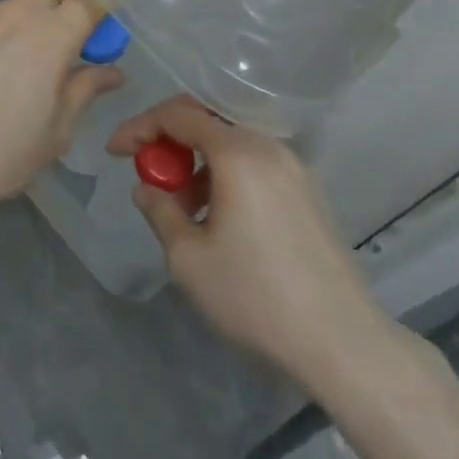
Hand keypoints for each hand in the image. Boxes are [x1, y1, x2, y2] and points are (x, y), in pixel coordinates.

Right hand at [108, 96, 395, 385]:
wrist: (344, 343)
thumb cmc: (257, 296)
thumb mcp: (189, 259)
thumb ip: (160, 212)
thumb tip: (147, 189)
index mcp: (238, 153)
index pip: (178, 115)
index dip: (139, 126)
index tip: (115, 152)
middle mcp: (268, 147)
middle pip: (207, 119)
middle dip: (168, 139)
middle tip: (148, 172)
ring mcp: (293, 168)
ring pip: (231, 143)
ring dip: (197, 161)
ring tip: (181, 207)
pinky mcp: (307, 192)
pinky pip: (254, 163)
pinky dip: (225, 174)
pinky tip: (218, 218)